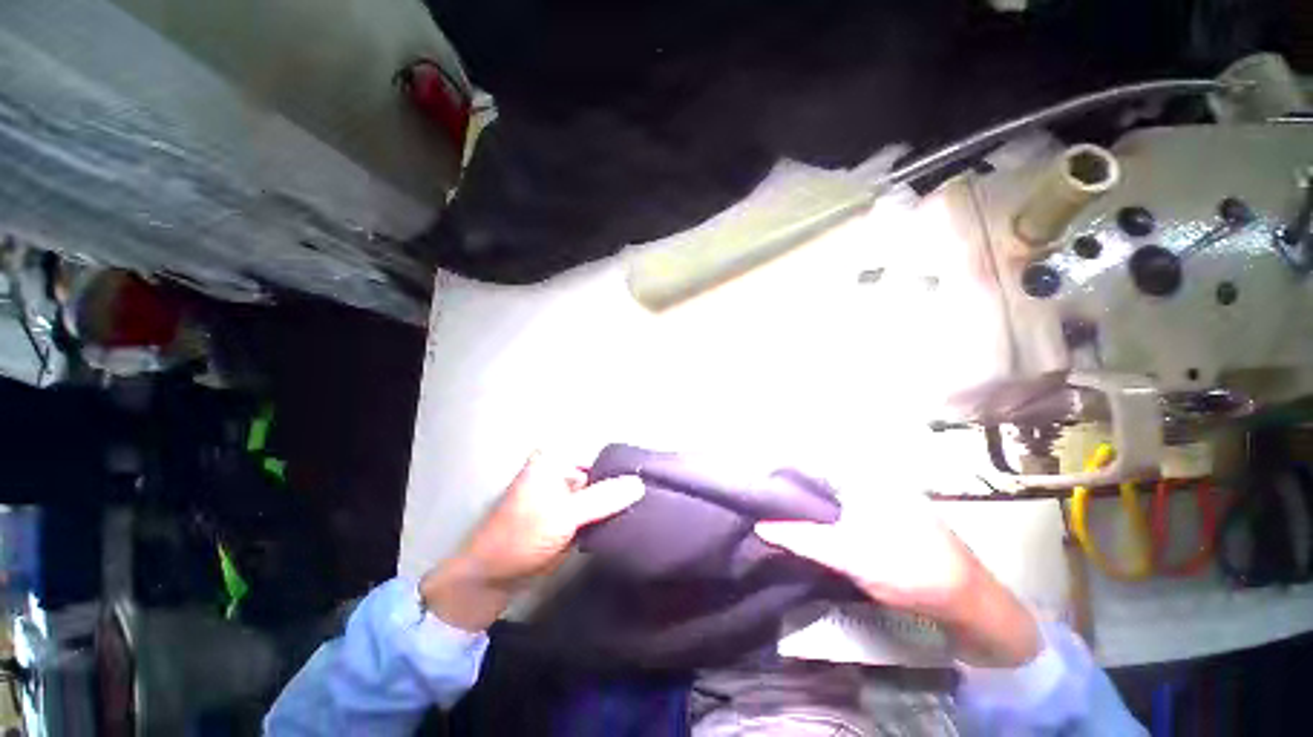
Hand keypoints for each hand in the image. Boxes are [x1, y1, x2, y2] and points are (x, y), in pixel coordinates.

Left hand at [420, 452, 643, 631]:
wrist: (492, 579)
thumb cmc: (521, 536)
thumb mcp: (565, 514)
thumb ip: (603, 498)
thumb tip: (640, 483)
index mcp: (554, 461)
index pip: (599, 457)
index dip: (624, 467)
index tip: (650, 476)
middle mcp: (561, 473)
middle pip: (601, 476)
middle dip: (622, 487)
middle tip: (651, 495)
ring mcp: (565, 496)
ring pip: (599, 495)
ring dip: (616, 504)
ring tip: (645, 508)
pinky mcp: (567, 517)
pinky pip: (594, 512)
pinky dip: (607, 518)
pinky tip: (628, 522)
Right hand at [756, 492, 1039, 666]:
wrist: (969, 600)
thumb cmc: (907, 572)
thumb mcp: (847, 556)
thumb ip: (801, 538)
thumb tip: (762, 525)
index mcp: (860, 477)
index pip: (807, 459)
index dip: (779, 466)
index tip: (755, 477)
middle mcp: (868, 475)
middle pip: (817, 470)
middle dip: (789, 479)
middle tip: (762, 492)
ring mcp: (879, 490)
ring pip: (829, 484)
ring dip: (804, 491)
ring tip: (777, 501)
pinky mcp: (884, 508)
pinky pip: (842, 498)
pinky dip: (823, 504)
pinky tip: (810, 517)